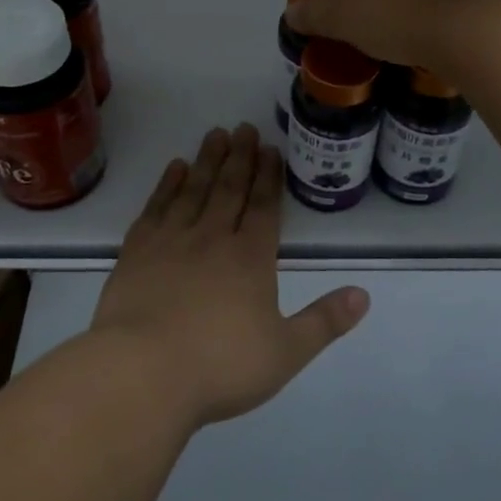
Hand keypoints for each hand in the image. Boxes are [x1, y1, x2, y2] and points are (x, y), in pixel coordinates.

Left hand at [91, 124, 369, 429]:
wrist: (142, 372)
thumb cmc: (219, 366)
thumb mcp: (285, 352)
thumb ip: (324, 321)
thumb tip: (363, 294)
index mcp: (250, 258)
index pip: (263, 207)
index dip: (269, 176)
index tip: (270, 148)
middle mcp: (212, 238)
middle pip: (229, 188)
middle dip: (240, 156)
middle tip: (244, 127)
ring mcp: (171, 240)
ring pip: (193, 189)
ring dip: (207, 160)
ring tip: (215, 135)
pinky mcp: (137, 251)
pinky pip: (156, 206)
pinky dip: (167, 184)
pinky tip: (174, 169)